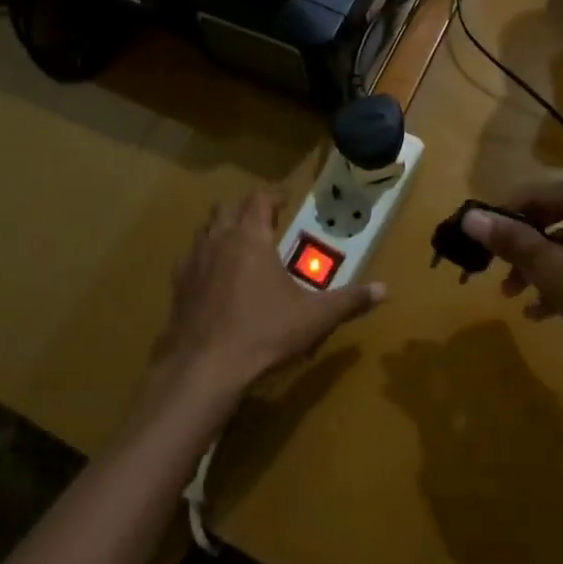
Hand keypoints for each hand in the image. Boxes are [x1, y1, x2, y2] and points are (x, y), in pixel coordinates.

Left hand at [156, 190, 385, 396]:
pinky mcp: (177, 287)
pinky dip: (204, 260)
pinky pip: (190, 260)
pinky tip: (215, 281)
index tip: (285, 200)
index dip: (273, 196)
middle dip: (245, 209)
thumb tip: (385, 290)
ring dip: (221, 230)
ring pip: (204, 231)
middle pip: (227, 208)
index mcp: (250, 238)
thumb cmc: (263, 333)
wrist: (203, 368)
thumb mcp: (314, 318)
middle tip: (264, 221)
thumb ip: (349, 301)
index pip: (259, 199)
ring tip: (239, 247)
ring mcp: (192, 263)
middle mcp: (218, 240)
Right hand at [461, 175, 562, 393]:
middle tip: (497, 277)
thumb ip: (512, 241)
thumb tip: (469, 217)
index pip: (532, 194)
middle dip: (521, 249)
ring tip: (518, 300)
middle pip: (552, 217)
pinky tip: (548, 312)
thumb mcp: (556, 272)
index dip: (500, 219)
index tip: (477, 247)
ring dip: (542, 269)